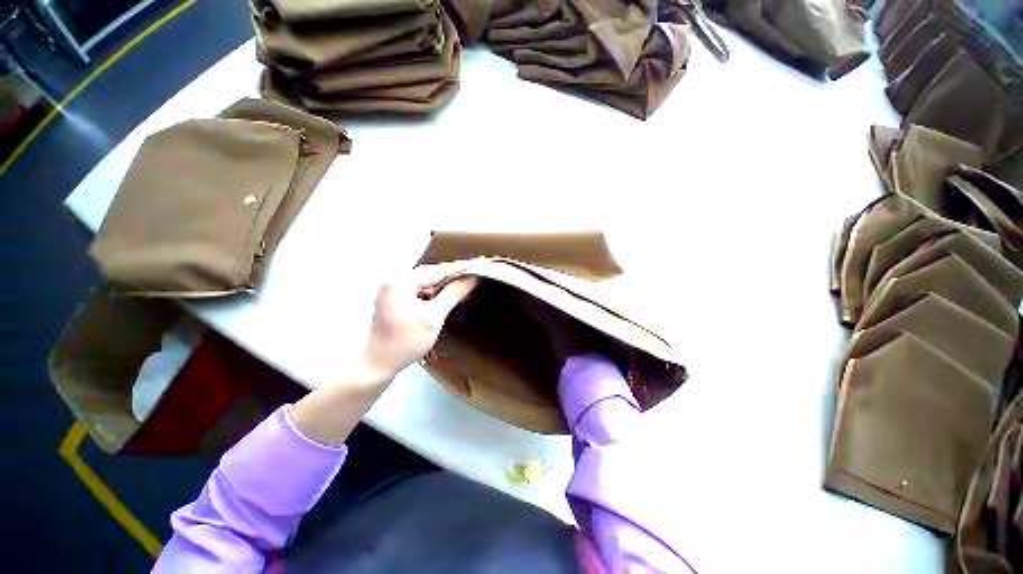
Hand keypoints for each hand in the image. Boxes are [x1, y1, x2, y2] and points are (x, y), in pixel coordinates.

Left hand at [360, 263, 478, 381]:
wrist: (378, 364)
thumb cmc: (405, 343)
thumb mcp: (433, 318)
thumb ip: (452, 294)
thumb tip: (471, 279)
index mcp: (400, 282)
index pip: (437, 270)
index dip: (460, 268)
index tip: (480, 263)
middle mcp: (395, 280)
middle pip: (431, 273)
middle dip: (453, 275)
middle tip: (476, 273)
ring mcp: (394, 289)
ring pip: (426, 281)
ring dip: (445, 284)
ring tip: (466, 284)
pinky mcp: (396, 298)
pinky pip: (420, 289)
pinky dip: (436, 292)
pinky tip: (449, 295)